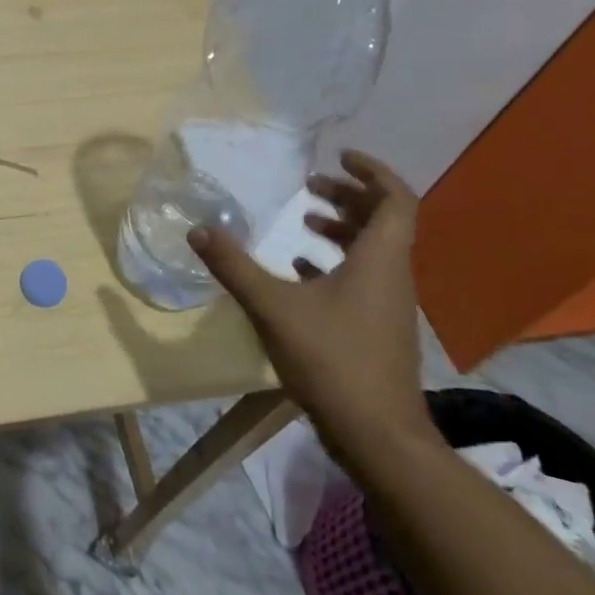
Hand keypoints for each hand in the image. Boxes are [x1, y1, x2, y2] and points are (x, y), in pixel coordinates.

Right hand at [188, 150, 432, 464]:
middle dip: (348, 196)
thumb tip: (198, 229)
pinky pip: (364, 279)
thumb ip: (234, 266)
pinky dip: (337, 263)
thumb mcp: (273, 307)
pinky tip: (301, 270)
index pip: (396, 199)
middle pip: (383, 221)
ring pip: (374, 250)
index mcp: (380, 260)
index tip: (339, 157)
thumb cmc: (333, 360)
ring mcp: (389, 305)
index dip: (372, 172)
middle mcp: (392, 276)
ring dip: (342, 229)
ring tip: (304, 220)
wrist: (378, 437)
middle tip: (310, 185)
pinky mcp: (378, 329)